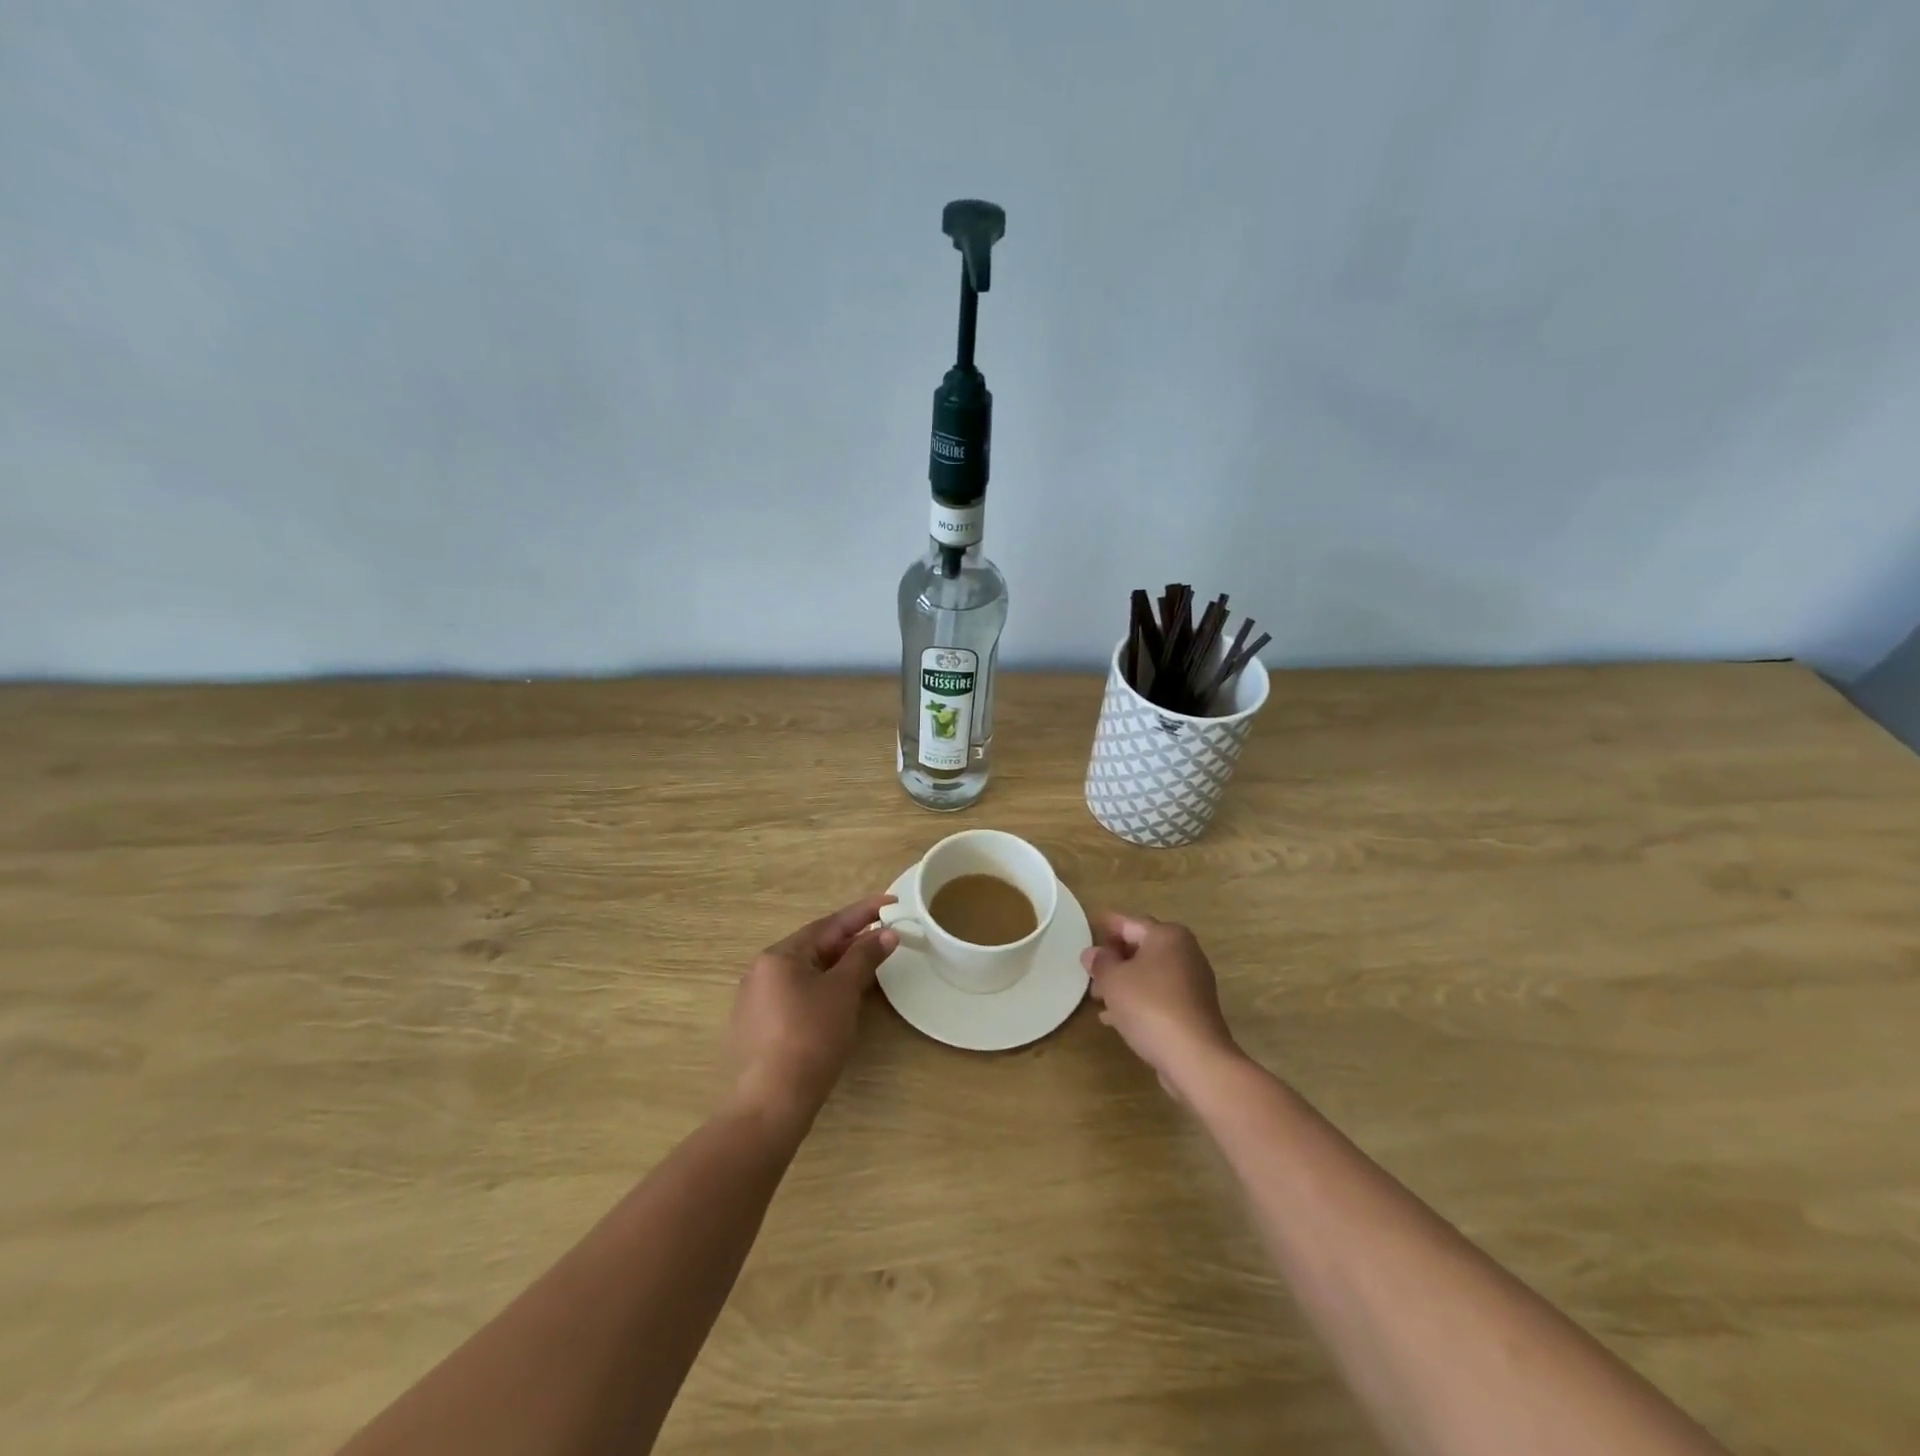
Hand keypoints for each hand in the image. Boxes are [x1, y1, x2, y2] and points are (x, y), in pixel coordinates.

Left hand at [732, 895, 897, 1125]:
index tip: (892, 902)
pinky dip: (822, 988)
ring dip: (838, 964)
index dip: (864, 912)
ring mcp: (755, 1001)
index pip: (829, 925)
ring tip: (868, 963)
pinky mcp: (758, 1027)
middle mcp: (761, 971)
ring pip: (805, 972)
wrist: (772, 1103)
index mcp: (779, 956)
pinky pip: (796, 994)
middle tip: (884, 935)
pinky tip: (840, 997)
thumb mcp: (843, 992)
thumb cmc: (810, 1038)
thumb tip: (887, 933)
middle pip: (815, 946)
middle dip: (851, 940)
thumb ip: (864, 957)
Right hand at [1082, 913, 1243, 1098]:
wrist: (1195, 1058)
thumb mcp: (1113, 980)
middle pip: (1141, 948)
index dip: (1107, 926)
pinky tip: (1116, 1019)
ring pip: (1149, 974)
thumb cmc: (1149, 1006)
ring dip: (1123, 982)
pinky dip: (1138, 1000)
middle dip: (1114, 959)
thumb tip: (1093, 953)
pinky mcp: (1193, 1009)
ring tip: (1098, 998)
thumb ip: (1100, 962)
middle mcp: (1184, 952)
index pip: (1130, 923)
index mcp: (1167, 936)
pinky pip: (1158, 995)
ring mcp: (1192, 982)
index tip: (1090, 928)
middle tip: (1090, 973)